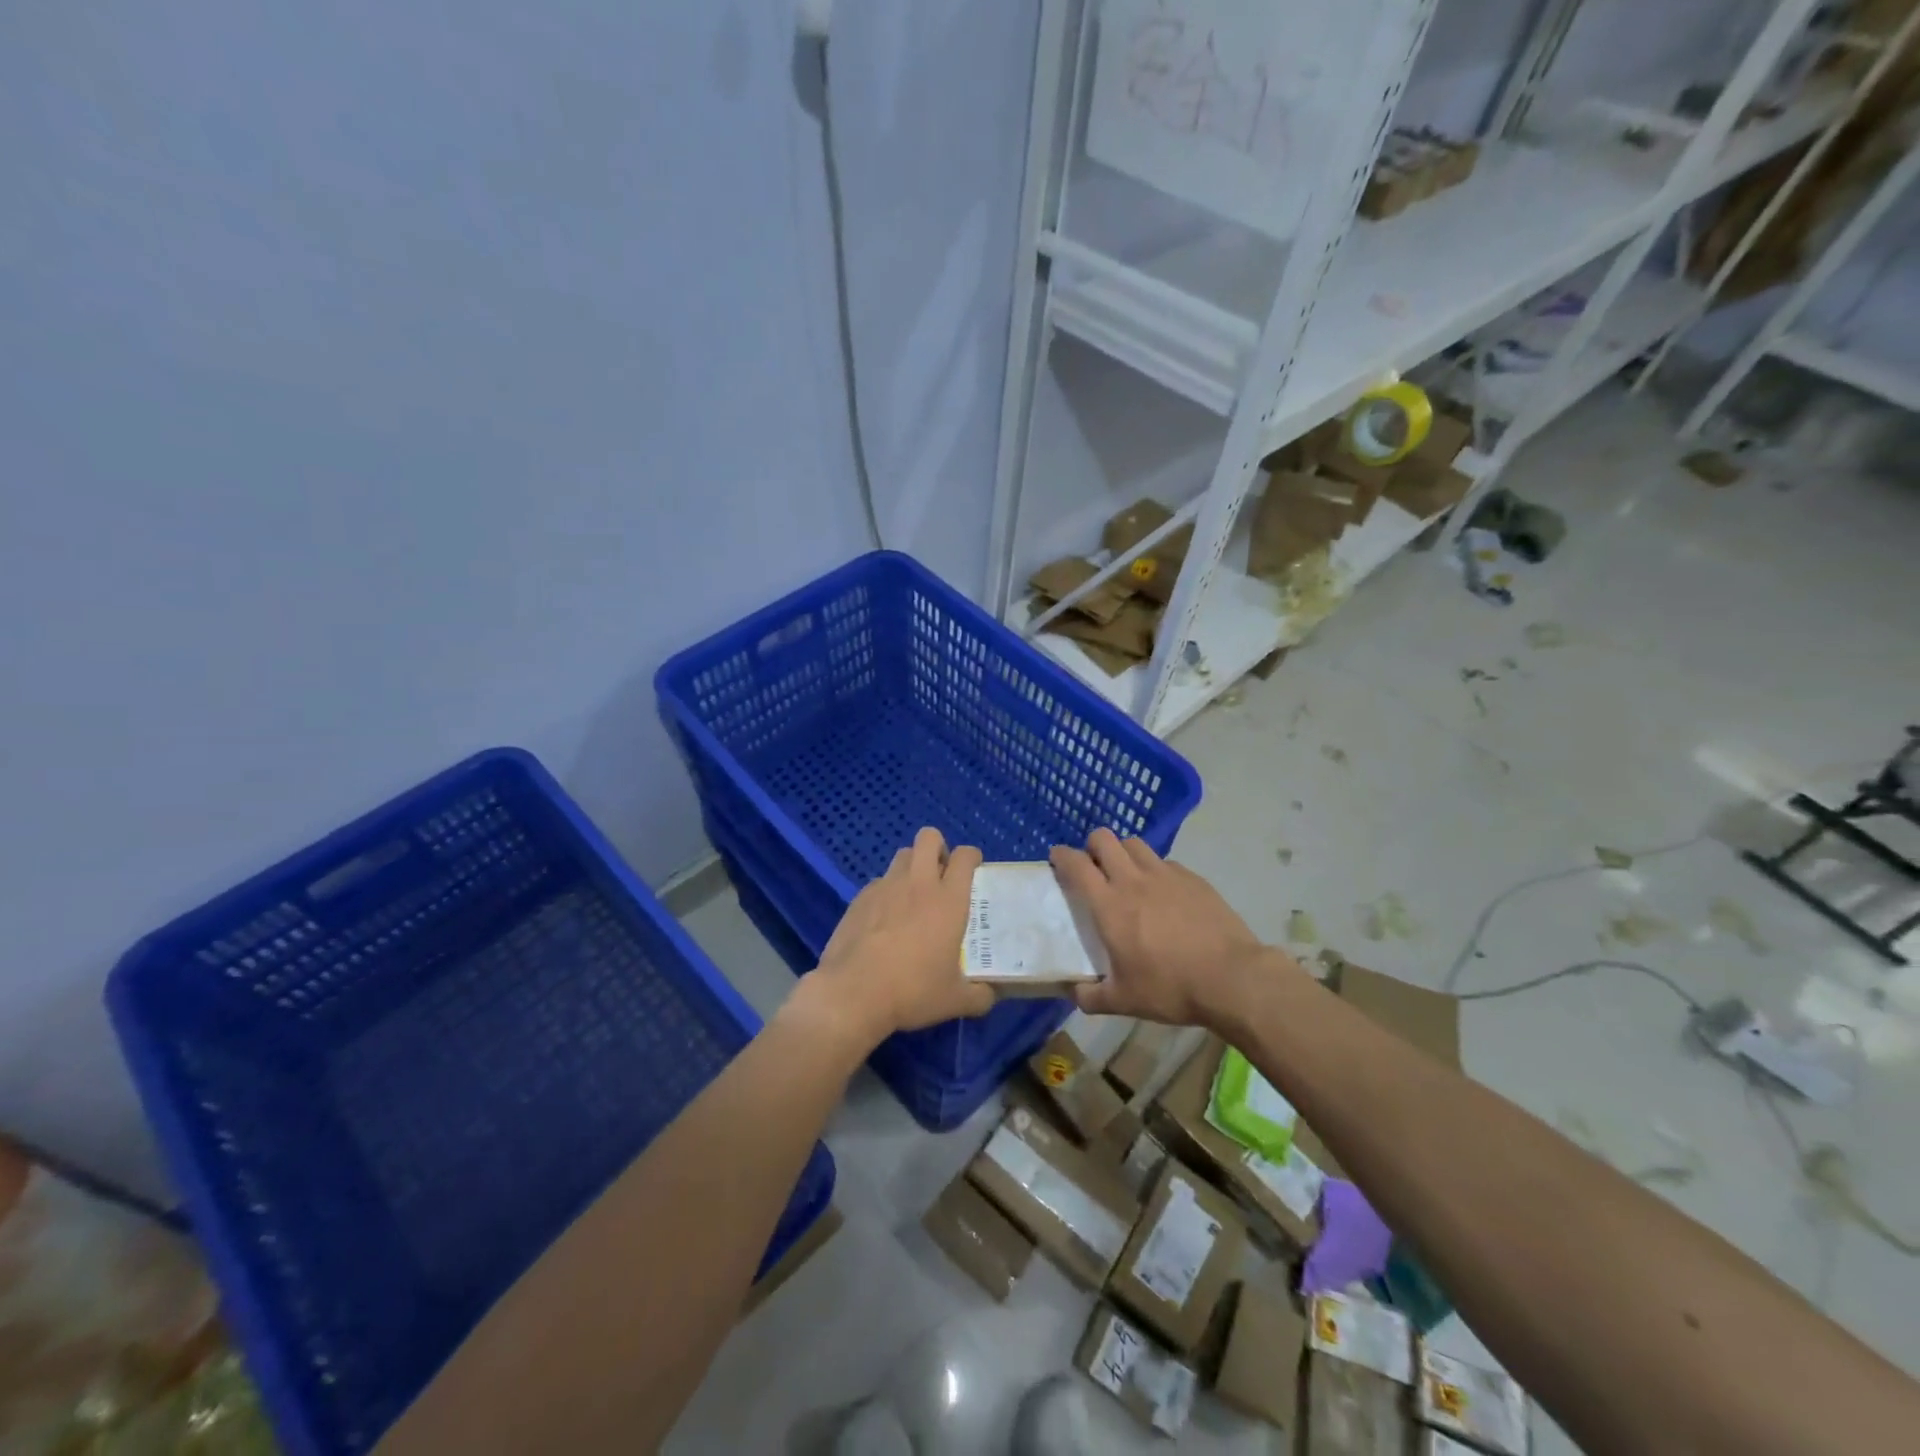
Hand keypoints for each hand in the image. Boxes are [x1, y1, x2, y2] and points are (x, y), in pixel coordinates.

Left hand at [804, 827, 994, 1045]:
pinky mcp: (860, 898)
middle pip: (929, 837)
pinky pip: (879, 881)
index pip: (965, 856)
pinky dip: (887, 891)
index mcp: (949, 900)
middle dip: (938, 847)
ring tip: (914, 894)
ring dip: (912, 866)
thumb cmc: (912, 991)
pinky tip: (885, 919)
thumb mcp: (955, 1000)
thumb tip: (990, 994)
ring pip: (902, 855)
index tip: (973, 871)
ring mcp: (885, 887)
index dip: (972, 857)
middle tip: (942, 875)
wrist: (853, 993)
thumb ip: (980, 995)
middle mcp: (918, 883)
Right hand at [1051, 829, 1286, 1028]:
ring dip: (1123, 852)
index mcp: (1109, 905)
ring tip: (1126, 874)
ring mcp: (1166, 875)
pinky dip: (1154, 869)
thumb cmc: (1170, 987)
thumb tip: (1074, 993)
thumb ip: (1092, 996)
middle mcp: (1133, 880)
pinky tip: (1162, 892)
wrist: (1231, 978)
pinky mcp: (1193, 878)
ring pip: (1135, 843)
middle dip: (1092, 846)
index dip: (1062, 856)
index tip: (1057, 859)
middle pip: (1104, 839)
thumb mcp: (1123, 1001)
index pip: (1077, 864)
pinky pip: (1165, 862)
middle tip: (1093, 867)